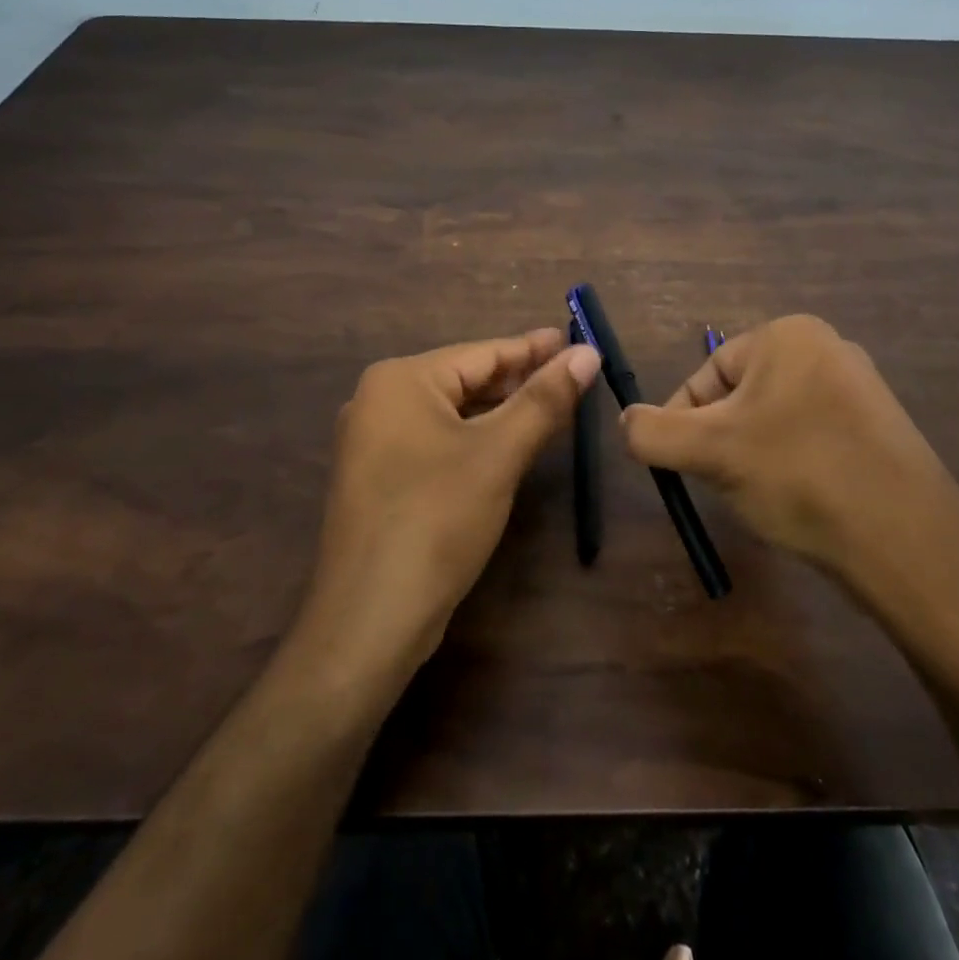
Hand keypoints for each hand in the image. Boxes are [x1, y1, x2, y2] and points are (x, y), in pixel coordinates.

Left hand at [295, 328, 601, 676]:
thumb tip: (587, 353)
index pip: (482, 353)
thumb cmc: (436, 520)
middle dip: (520, 379)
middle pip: (466, 379)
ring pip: (454, 413)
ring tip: (553, 405)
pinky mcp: (380, 478)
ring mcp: (375, 442)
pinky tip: (510, 444)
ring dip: (502, 410)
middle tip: (574, 375)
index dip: (535, 348)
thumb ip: (544, 399)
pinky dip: (477, 438)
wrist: (370, 618)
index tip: (578, 341)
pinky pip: (439, 441)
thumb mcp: (498, 454)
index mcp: (400, 380)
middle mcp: (380, 401)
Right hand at [619, 316, 958, 634]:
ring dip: (754, 458)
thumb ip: (651, 432)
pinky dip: (793, 467)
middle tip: (729, 484)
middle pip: (739, 397)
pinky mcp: (878, 429)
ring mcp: (860, 388)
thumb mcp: (709, 452)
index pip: (707, 374)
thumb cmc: (799, 476)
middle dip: (723, 442)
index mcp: (788, 335)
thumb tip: (626, 421)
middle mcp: (828, 347)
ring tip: (768, 496)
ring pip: (773, 421)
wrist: (906, 542)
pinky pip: (811, 438)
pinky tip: (803, 501)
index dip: (685, 423)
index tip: (688, 468)